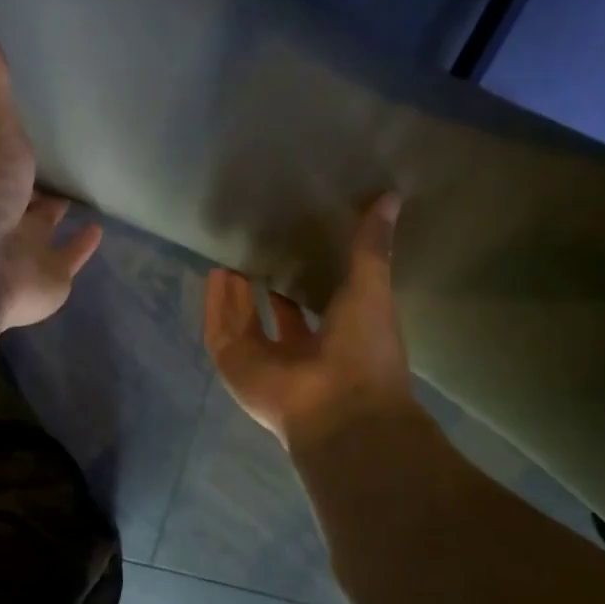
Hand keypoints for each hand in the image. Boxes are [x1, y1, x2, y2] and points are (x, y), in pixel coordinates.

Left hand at [0, 0, 102, 328]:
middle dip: (39, 183)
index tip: (29, 126)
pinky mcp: (53, 277)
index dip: (14, 146)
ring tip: (81, 192)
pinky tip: (100, 229)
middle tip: (60, 160)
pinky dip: (85, 245)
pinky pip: (72, 257)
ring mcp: (27, 250)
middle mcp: (5, 216)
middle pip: (25, 196)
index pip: (3, 160)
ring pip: (46, 229)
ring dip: (59, 215)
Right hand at [203, 194, 414, 450]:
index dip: (299, 282)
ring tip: (228, 256)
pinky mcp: (236, 367)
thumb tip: (391, 196)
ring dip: (234, 293)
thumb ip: (371, 245)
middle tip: (253, 250)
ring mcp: (263, 364)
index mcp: (334, 342)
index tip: (292, 250)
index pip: (310, 309)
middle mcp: (296, 355)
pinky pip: (219, 332)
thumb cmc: (364, 350)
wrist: (340, 407)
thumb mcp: (372, 288)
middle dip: (261, 287)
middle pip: (270, 316)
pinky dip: (215, 305)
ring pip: (241, 323)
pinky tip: (213, 273)